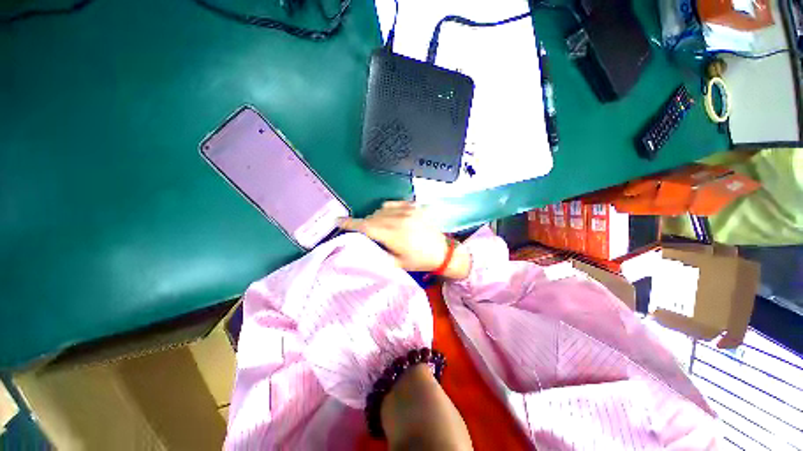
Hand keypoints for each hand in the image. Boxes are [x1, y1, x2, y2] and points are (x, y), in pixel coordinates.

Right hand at [339, 201, 470, 278]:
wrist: (443, 252)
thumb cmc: (419, 261)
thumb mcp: (397, 264)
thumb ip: (378, 253)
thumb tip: (361, 246)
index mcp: (394, 234)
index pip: (366, 226)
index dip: (350, 224)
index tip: (338, 222)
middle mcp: (399, 218)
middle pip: (371, 217)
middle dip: (364, 224)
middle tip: (363, 233)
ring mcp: (407, 210)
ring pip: (380, 209)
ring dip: (375, 217)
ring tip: (379, 227)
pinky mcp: (414, 206)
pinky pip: (393, 204)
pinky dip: (387, 210)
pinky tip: (390, 218)